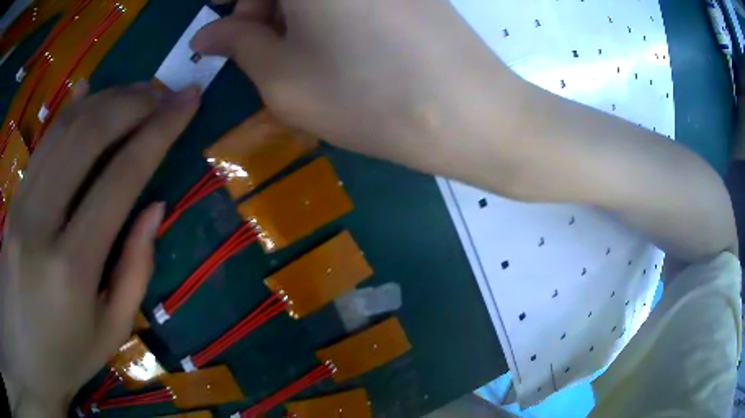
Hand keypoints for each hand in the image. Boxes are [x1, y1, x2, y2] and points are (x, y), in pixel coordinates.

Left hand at [0, 83, 199, 415]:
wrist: (26, 356)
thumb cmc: (64, 359)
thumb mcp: (109, 333)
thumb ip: (134, 271)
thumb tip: (154, 208)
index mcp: (72, 270)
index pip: (121, 179)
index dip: (160, 132)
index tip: (188, 101)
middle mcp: (40, 225)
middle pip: (88, 135)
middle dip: (133, 102)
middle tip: (163, 91)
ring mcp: (20, 205)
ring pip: (64, 129)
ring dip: (106, 99)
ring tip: (137, 91)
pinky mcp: (13, 198)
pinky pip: (43, 142)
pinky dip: (70, 111)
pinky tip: (90, 92)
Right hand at [192, 0, 518, 176]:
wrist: (468, 112)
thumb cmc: (365, 96)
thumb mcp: (281, 77)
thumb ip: (237, 44)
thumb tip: (206, 35)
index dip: (230, 3)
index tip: (222, 30)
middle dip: (260, 6)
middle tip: (260, 46)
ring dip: (294, 8)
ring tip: (300, 51)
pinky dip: (328, 8)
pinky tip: (337, 39)